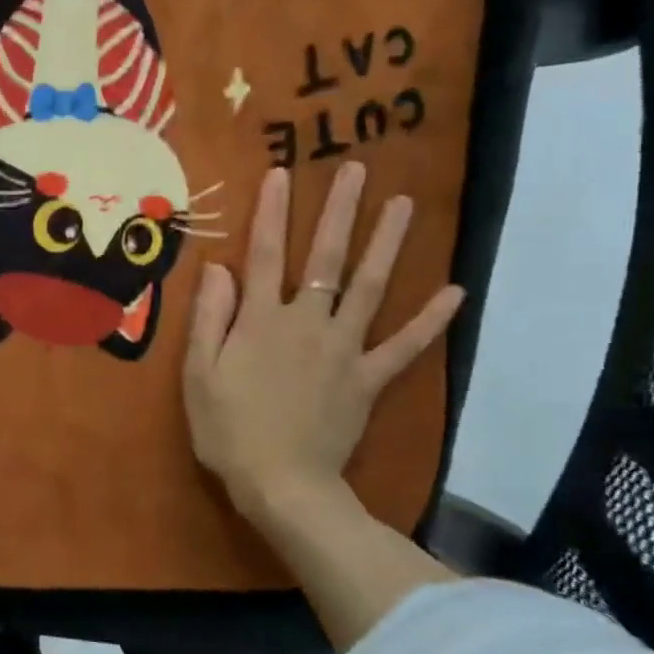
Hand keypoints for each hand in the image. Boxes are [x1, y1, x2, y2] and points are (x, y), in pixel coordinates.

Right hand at [183, 162, 463, 544]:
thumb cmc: (228, 429)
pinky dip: (430, 321)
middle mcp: (306, 323)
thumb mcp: (198, 374)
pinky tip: (455, 292)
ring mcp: (343, 349)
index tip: (283, 172)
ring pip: (370, 288)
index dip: (274, 212)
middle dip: (341, 211)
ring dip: (388, 244)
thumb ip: (210, 318)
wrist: (280, 484)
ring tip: (405, 204)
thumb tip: (219, 268)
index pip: (266, 254)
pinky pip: (404, 346)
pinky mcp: (367, 379)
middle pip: (326, 259)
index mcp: (260, 321)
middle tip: (358, 170)